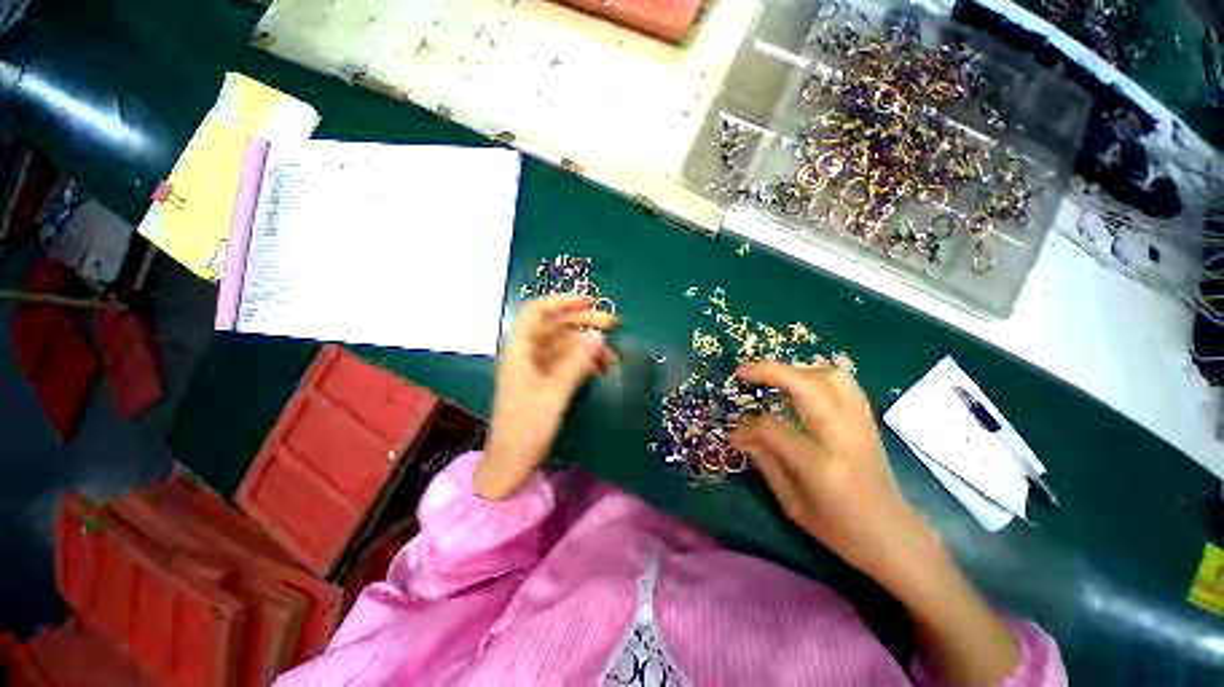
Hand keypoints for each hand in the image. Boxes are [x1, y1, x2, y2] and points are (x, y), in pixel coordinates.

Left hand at [475, 296, 618, 500]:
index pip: (537, 312)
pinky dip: (583, 361)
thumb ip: (576, 363)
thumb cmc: (526, 429)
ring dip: (588, 346)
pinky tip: (600, 368)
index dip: (562, 301)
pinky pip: (566, 361)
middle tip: (613, 324)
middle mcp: (527, 353)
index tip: (590, 301)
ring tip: (613, 356)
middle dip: (584, 322)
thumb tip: (598, 336)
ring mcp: (536, 367)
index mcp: (520, 350)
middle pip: (556, 326)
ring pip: (564, 344)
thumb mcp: (554, 395)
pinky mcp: (544, 380)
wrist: (511, 463)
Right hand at [730, 361, 934, 586]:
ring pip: (831, 376)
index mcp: (821, 466)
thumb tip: (740, 434)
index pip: (774, 429)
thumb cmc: (840, 531)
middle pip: (806, 386)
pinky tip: (802, 384)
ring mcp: (860, 425)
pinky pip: (845, 384)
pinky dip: (817, 375)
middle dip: (769, 371)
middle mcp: (843, 437)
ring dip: (796, 369)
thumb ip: (765, 463)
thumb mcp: (793, 504)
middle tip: (743, 372)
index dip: (747, 427)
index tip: (734, 433)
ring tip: (774, 377)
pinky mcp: (868, 421)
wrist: (895, 537)